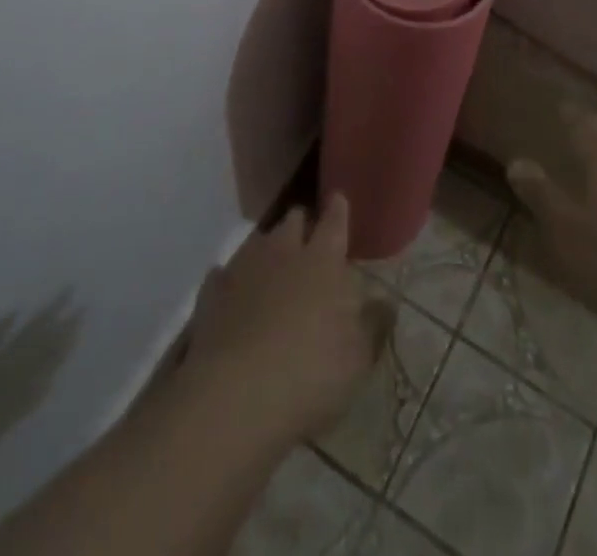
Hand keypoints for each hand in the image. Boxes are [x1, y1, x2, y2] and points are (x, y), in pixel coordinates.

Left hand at [181, 195, 393, 445]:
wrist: (233, 397)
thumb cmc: (309, 373)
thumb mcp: (357, 358)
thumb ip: (373, 325)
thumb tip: (385, 300)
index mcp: (323, 261)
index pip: (334, 222)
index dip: (338, 210)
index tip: (338, 199)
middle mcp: (283, 252)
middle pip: (293, 222)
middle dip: (301, 225)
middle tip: (308, 239)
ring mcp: (243, 269)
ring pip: (258, 242)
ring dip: (267, 249)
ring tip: (273, 266)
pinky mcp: (211, 295)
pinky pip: (222, 276)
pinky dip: (230, 281)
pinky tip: (232, 294)